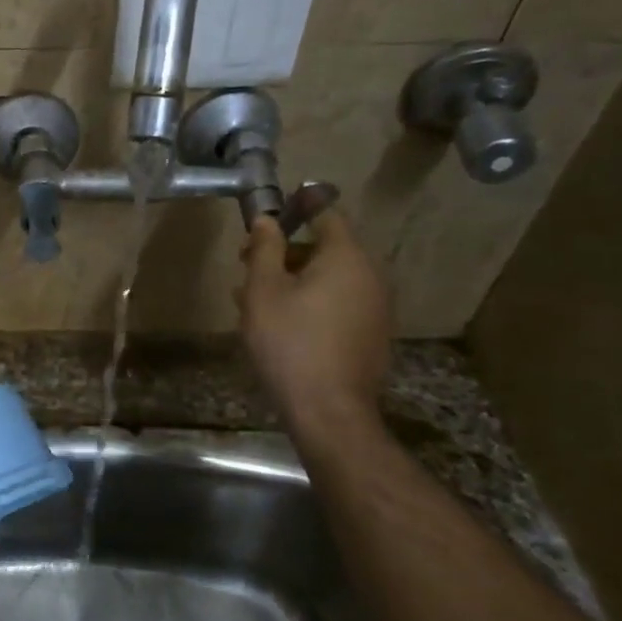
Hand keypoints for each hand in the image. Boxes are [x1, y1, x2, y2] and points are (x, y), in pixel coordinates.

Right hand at [238, 210, 390, 435]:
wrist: (328, 409)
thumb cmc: (289, 342)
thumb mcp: (263, 291)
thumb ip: (264, 249)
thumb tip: (266, 219)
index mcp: (346, 257)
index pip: (326, 215)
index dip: (296, 211)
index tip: (266, 220)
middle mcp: (370, 275)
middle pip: (326, 250)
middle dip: (285, 254)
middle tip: (246, 269)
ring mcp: (375, 307)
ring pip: (329, 280)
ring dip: (293, 282)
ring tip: (254, 303)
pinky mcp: (371, 334)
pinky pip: (338, 304)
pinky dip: (310, 304)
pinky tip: (281, 326)